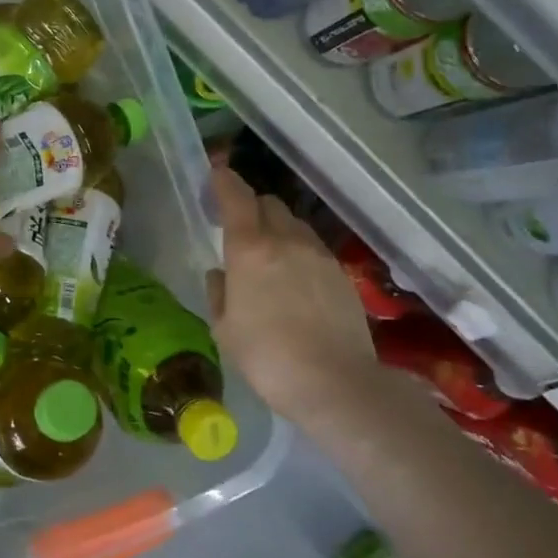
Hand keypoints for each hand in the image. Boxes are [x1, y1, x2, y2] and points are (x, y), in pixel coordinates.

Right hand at [205, 164, 376, 423]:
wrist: (335, 383)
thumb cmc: (266, 356)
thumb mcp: (224, 328)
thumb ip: (219, 293)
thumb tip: (220, 273)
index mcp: (250, 249)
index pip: (236, 198)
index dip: (224, 182)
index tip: (216, 174)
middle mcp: (286, 241)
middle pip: (269, 204)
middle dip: (252, 208)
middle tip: (240, 229)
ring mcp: (319, 256)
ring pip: (295, 225)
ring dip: (278, 229)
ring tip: (270, 258)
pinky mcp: (342, 275)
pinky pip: (314, 250)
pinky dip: (299, 253)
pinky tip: (296, 283)